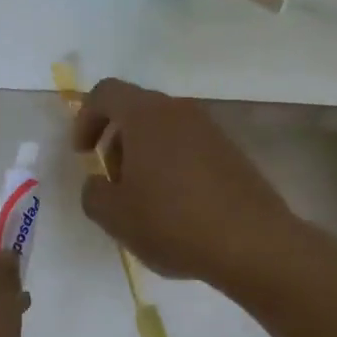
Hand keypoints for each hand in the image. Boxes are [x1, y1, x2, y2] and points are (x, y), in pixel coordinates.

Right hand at [73, 78, 298, 293]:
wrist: (253, 244)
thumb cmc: (173, 222)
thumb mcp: (114, 216)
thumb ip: (93, 193)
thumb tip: (99, 184)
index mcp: (146, 115)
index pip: (105, 93)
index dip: (85, 119)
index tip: (83, 155)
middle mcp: (179, 111)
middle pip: (135, 110)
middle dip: (115, 142)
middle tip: (112, 182)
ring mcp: (210, 130)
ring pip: (163, 130)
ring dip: (143, 156)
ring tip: (143, 200)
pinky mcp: (231, 153)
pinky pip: (188, 147)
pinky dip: (171, 166)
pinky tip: (174, 207)